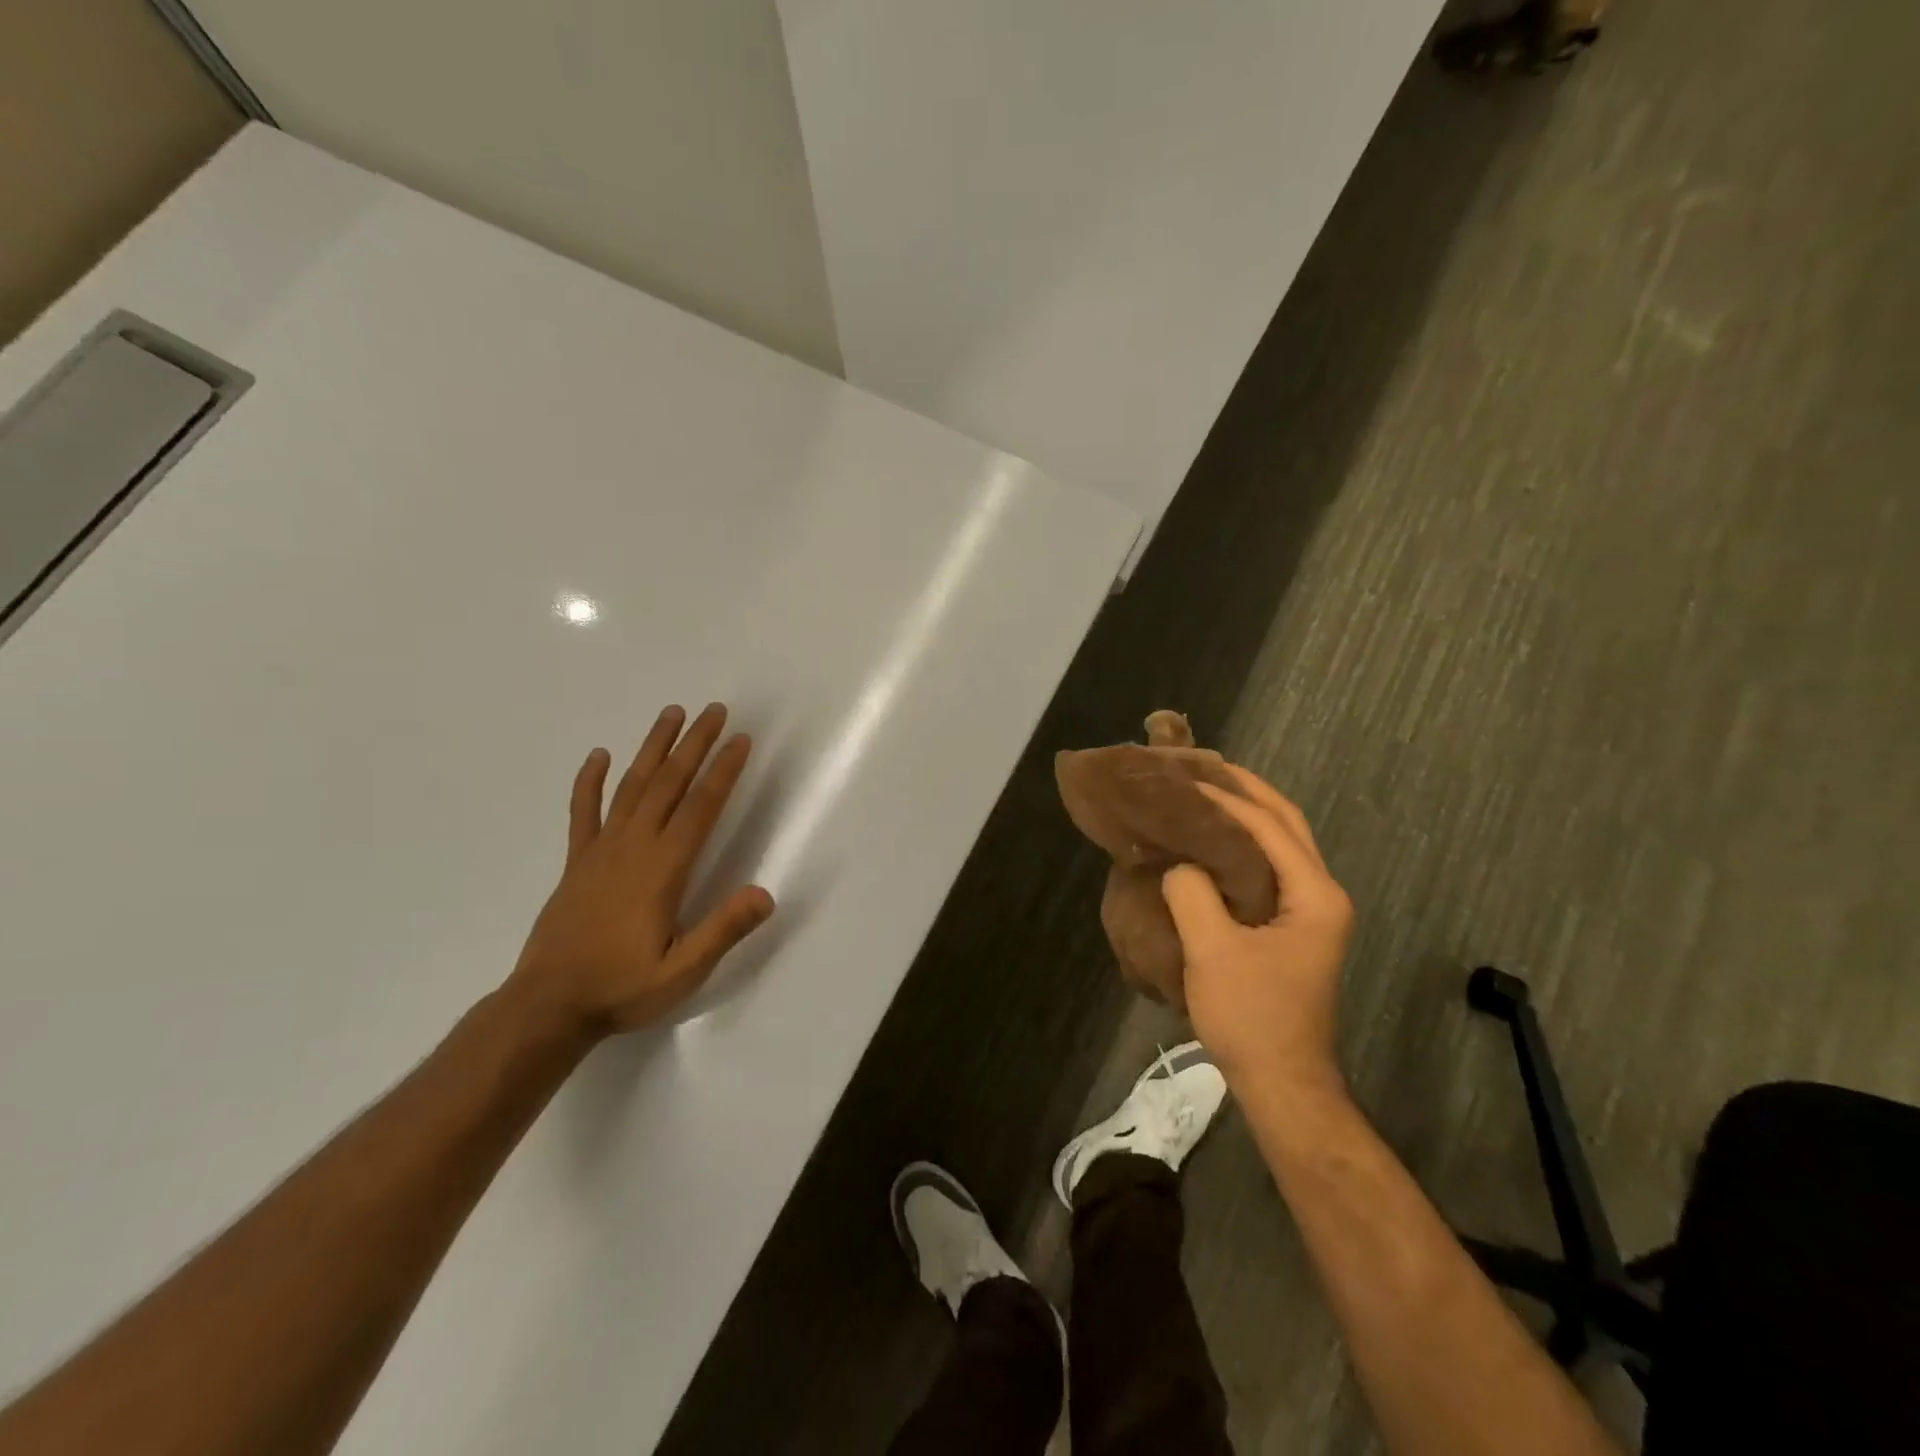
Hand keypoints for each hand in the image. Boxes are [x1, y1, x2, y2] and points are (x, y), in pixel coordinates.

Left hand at [508, 703, 774, 1037]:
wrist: (548, 1006)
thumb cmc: (622, 988)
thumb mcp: (683, 971)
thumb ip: (722, 930)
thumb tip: (765, 893)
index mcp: (663, 868)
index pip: (701, 807)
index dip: (723, 771)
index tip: (740, 740)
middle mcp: (633, 847)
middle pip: (669, 784)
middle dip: (695, 744)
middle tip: (715, 711)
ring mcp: (600, 850)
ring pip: (631, 786)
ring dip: (653, 748)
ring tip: (671, 714)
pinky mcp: (577, 861)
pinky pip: (583, 811)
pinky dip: (590, 781)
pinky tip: (598, 755)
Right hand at [1162, 765, 1353, 1094]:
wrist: (1281, 1082)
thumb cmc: (1251, 1016)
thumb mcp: (1212, 951)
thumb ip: (1192, 892)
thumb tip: (1179, 864)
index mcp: (1314, 894)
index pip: (1269, 826)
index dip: (1226, 798)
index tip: (1183, 777)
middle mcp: (1322, 894)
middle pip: (1287, 824)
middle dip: (1247, 791)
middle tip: (1202, 765)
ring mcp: (1311, 912)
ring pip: (1281, 844)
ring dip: (1247, 814)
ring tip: (1204, 791)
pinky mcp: (1293, 927)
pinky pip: (1269, 868)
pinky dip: (1243, 844)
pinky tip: (1211, 841)